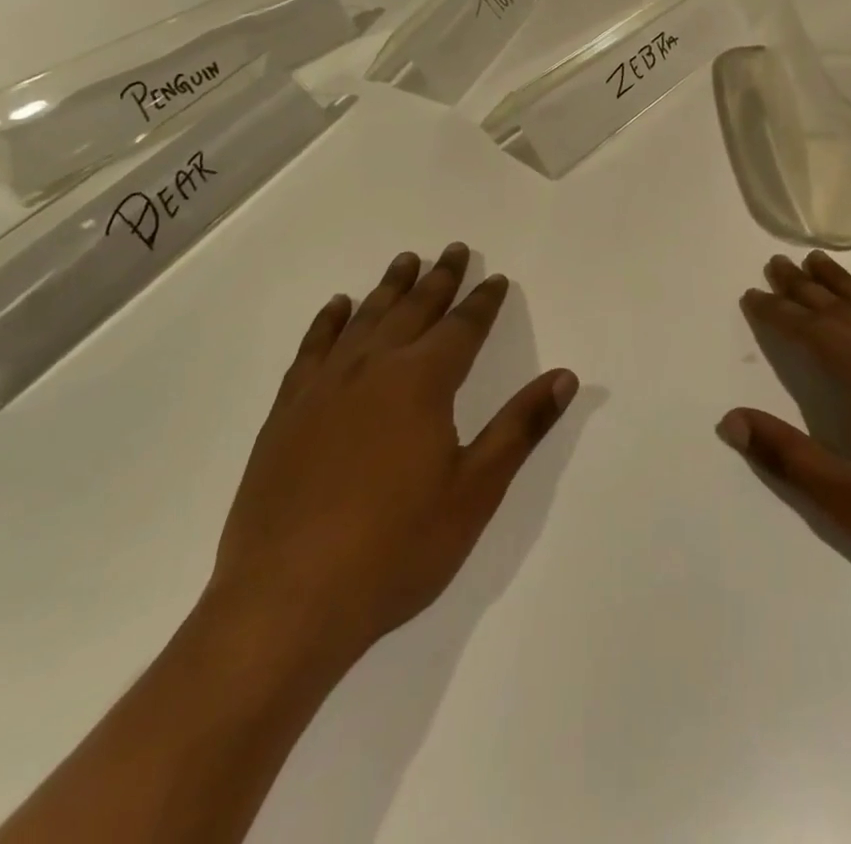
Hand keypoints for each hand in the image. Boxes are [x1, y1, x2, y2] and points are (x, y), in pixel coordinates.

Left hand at [208, 244, 577, 683]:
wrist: (286, 602)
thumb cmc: (395, 548)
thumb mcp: (475, 491)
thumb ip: (520, 427)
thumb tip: (565, 376)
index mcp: (423, 382)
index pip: (463, 327)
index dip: (483, 301)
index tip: (494, 278)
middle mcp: (374, 368)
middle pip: (414, 309)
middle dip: (439, 278)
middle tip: (453, 249)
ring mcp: (324, 387)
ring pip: (365, 318)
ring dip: (389, 287)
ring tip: (405, 260)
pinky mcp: (287, 412)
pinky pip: (312, 348)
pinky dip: (329, 321)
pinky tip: (338, 307)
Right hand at [723, 251, 850, 627]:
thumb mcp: (850, 503)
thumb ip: (788, 456)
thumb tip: (730, 420)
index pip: (812, 330)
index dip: (778, 312)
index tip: (752, 294)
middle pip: (843, 307)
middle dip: (805, 287)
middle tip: (777, 263)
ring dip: (845, 284)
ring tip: (818, 262)